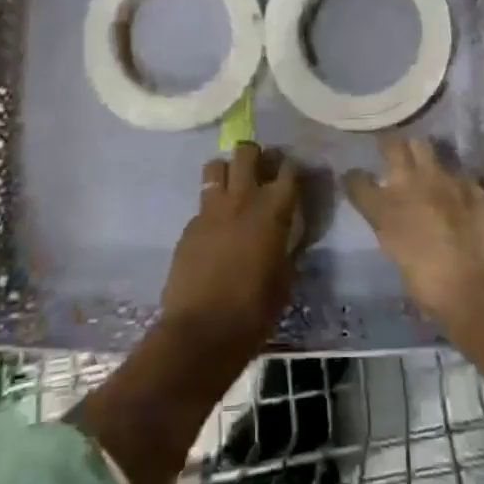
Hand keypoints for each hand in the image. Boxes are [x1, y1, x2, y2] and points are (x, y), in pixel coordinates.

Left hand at [158, 141, 298, 360]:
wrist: (201, 332)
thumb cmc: (254, 310)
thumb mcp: (284, 279)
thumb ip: (287, 247)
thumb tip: (288, 235)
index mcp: (273, 210)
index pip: (288, 170)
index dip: (291, 168)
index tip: (293, 174)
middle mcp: (242, 199)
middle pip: (246, 152)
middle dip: (255, 155)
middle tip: (260, 171)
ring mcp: (210, 209)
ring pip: (216, 166)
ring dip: (227, 171)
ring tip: (233, 188)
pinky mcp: (189, 225)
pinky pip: (202, 202)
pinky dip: (211, 207)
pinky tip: (215, 228)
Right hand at [345, 134, 483, 337]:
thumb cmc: (435, 292)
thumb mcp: (400, 260)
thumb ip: (394, 231)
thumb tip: (398, 223)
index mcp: (386, 211)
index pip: (357, 182)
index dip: (355, 180)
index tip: (356, 180)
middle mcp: (411, 185)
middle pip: (392, 146)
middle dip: (389, 147)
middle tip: (391, 153)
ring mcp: (444, 179)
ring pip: (424, 145)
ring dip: (420, 153)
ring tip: (424, 163)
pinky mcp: (473, 184)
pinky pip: (457, 172)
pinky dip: (454, 180)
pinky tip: (459, 192)